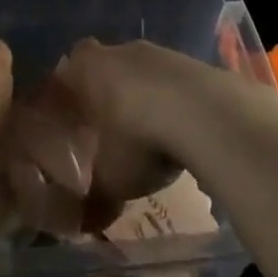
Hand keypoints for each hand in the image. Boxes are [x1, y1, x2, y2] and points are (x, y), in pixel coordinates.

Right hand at [51, 38, 277, 226]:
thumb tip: (83, 225)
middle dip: (108, 92)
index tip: (74, 117)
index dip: (70, 90)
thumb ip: (94, 200)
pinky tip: (183, 129)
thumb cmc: (140, 140)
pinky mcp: (195, 63)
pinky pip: (176, 81)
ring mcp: (161, 53)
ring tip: (151, 133)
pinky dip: (176, 100)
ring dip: (145, 95)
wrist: (208, 115)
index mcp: (89, 69)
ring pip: (144, 71)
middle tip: (110, 129)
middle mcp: (122, 51)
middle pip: (108, 65)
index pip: (68, 68)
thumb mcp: (112, 181)